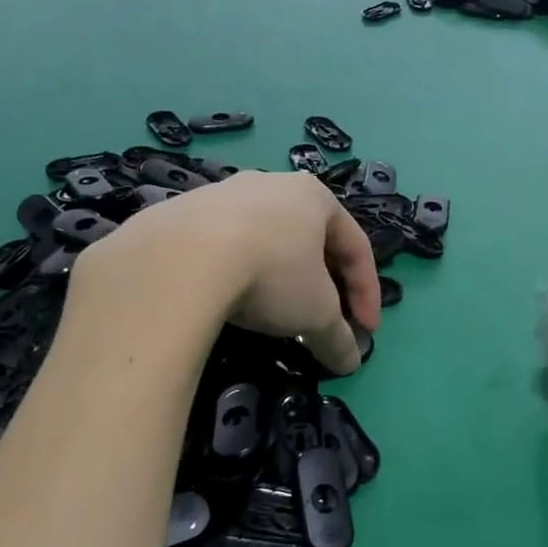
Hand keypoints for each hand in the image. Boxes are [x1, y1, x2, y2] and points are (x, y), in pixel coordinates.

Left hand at [77, 171, 379, 374]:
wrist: (181, 258)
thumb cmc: (271, 273)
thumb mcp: (316, 314)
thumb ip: (338, 337)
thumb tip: (350, 363)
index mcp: (315, 196)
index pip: (356, 246)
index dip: (367, 293)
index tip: (365, 331)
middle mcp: (273, 183)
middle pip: (311, 239)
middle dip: (323, 282)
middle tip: (324, 318)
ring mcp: (224, 192)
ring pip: (265, 238)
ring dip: (277, 275)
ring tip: (272, 311)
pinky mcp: (183, 210)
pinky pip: (223, 244)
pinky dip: (235, 271)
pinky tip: (227, 297)